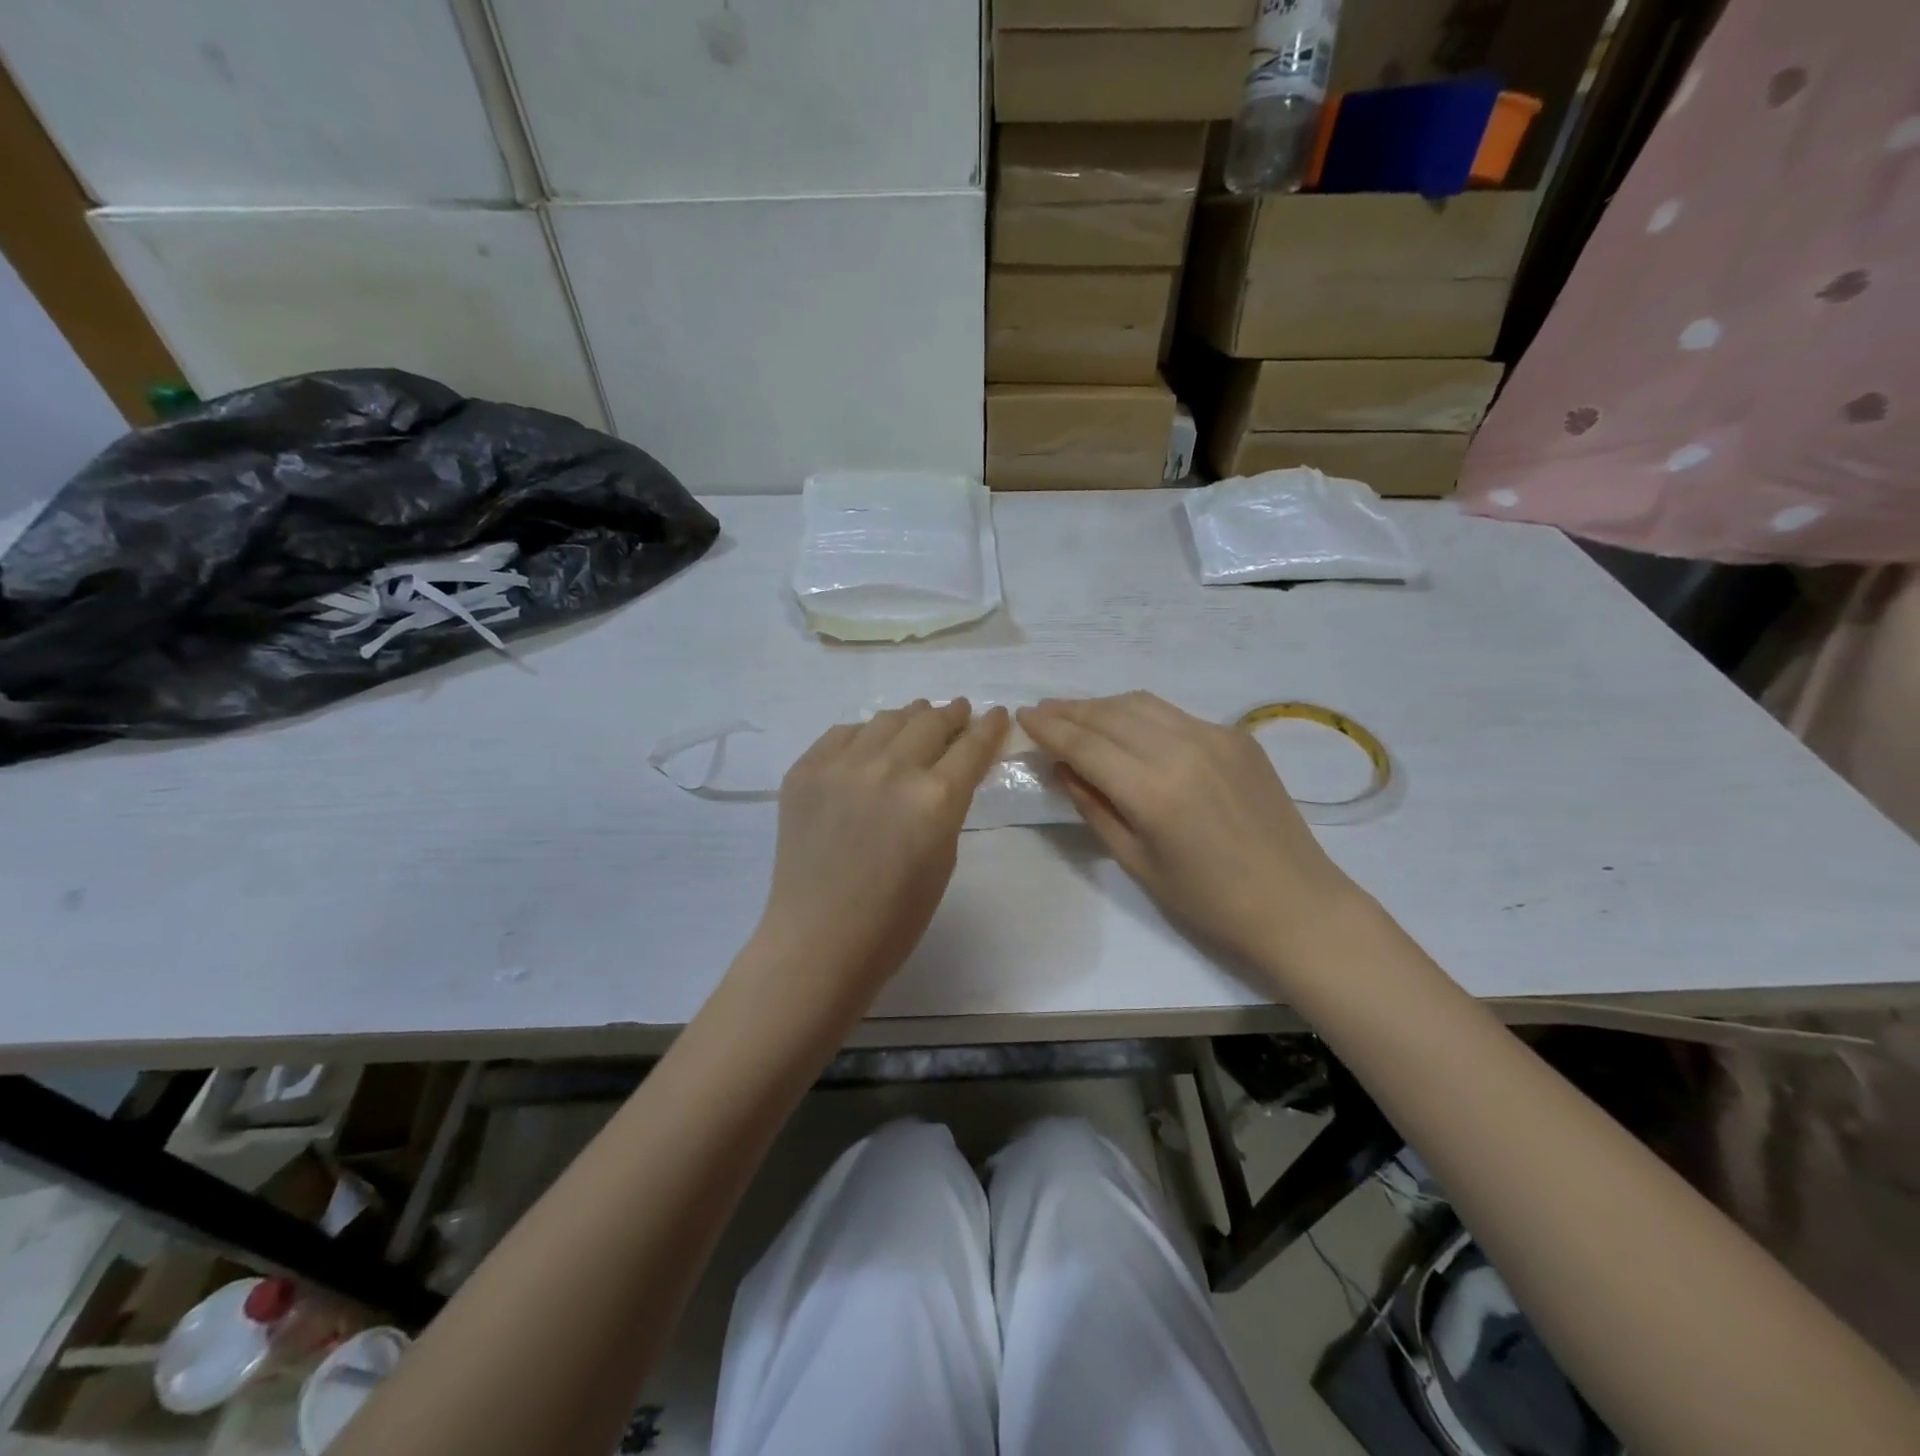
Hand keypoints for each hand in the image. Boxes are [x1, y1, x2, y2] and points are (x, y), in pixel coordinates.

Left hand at [746, 699, 1008, 1017]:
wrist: (819, 939)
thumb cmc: (895, 917)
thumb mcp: (944, 857)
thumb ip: (950, 805)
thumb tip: (948, 771)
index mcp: (935, 797)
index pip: (972, 746)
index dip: (990, 726)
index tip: (997, 714)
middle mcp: (891, 768)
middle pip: (931, 721)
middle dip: (951, 714)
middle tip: (958, 712)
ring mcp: (843, 765)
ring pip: (886, 719)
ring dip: (910, 718)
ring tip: (916, 720)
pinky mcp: (806, 769)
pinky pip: (843, 734)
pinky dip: (864, 735)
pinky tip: (869, 745)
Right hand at [1019, 693, 1365, 983]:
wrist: (1295, 903)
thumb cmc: (1208, 901)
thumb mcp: (1136, 861)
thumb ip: (1094, 807)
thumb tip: (1062, 768)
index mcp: (1152, 790)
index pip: (1085, 744)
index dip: (1049, 728)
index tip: (1022, 716)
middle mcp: (1182, 748)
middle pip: (1110, 714)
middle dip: (1070, 710)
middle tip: (1042, 711)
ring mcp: (1215, 736)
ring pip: (1142, 704)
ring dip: (1103, 705)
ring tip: (1077, 714)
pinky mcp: (1237, 736)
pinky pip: (1175, 714)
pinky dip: (1140, 714)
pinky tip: (1128, 728)